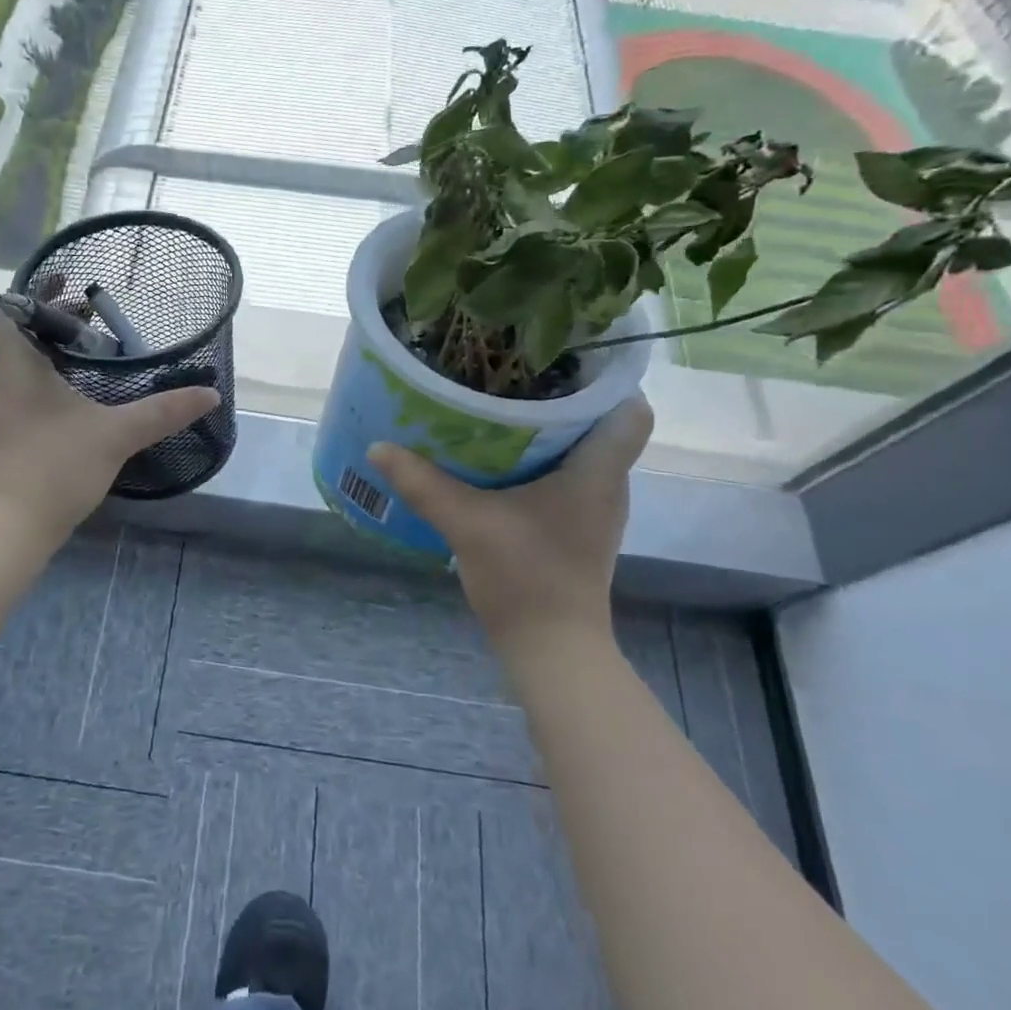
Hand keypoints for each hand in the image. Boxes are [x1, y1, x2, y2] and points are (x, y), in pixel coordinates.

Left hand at [0, 303, 219, 547]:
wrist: (7, 530)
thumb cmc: (53, 467)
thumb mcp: (116, 434)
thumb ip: (163, 412)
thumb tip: (209, 394)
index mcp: (15, 366)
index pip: (10, 308)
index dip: (38, 290)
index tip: (72, 283)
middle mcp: (0, 381)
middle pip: (22, 336)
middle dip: (59, 324)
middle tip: (100, 322)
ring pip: (24, 368)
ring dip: (56, 357)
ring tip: (97, 358)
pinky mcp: (5, 438)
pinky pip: (26, 395)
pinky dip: (52, 386)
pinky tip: (83, 403)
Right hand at [368, 398, 653, 660]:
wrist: (551, 648)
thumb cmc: (525, 578)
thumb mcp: (466, 524)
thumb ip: (422, 483)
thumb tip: (378, 446)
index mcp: (597, 472)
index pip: (631, 411)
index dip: (606, 380)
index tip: (560, 361)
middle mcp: (606, 484)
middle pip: (599, 424)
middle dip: (559, 397)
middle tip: (510, 375)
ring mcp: (594, 508)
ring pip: (581, 451)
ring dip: (546, 431)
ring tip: (498, 408)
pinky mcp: (576, 527)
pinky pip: (565, 477)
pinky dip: (538, 462)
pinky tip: (497, 462)